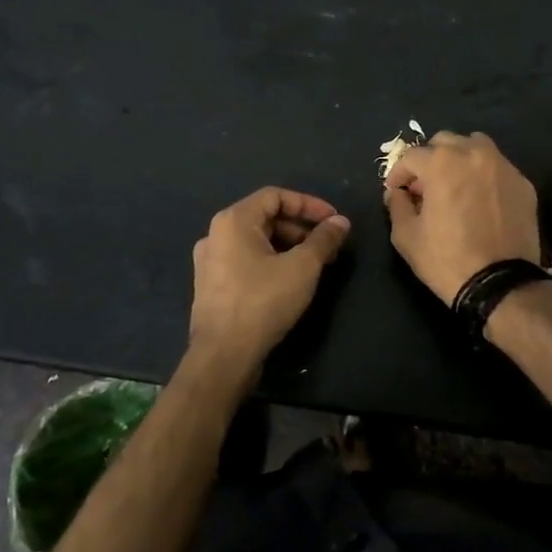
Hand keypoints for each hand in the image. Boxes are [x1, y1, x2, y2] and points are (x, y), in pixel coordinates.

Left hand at [188, 187, 350, 373]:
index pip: (276, 196)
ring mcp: (210, 261)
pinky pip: (246, 261)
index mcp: (233, 221)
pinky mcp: (212, 285)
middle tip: (328, 246)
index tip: (333, 221)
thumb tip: (341, 222)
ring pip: (257, 241)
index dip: (309, 204)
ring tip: (315, 265)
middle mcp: (216, 234)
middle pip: (266, 218)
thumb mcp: (302, 267)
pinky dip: (272, 262)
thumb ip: (324, 239)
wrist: (223, 356)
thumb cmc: (263, 302)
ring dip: (289, 246)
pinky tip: (291, 281)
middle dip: (301, 228)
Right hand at [384, 132, 540, 302]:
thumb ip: (396, 206)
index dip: (398, 173)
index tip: (396, 191)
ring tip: (454, 185)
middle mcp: (474, 154)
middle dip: (429, 160)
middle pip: (445, 142)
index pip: (411, 156)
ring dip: (459, 159)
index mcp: (442, 163)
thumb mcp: (407, 236)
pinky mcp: (523, 183)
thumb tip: (397, 193)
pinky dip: (484, 176)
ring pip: (475, 146)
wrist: (501, 284)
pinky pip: (497, 168)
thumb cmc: (447, 260)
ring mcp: (503, 166)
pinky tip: (480, 200)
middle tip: (424, 187)